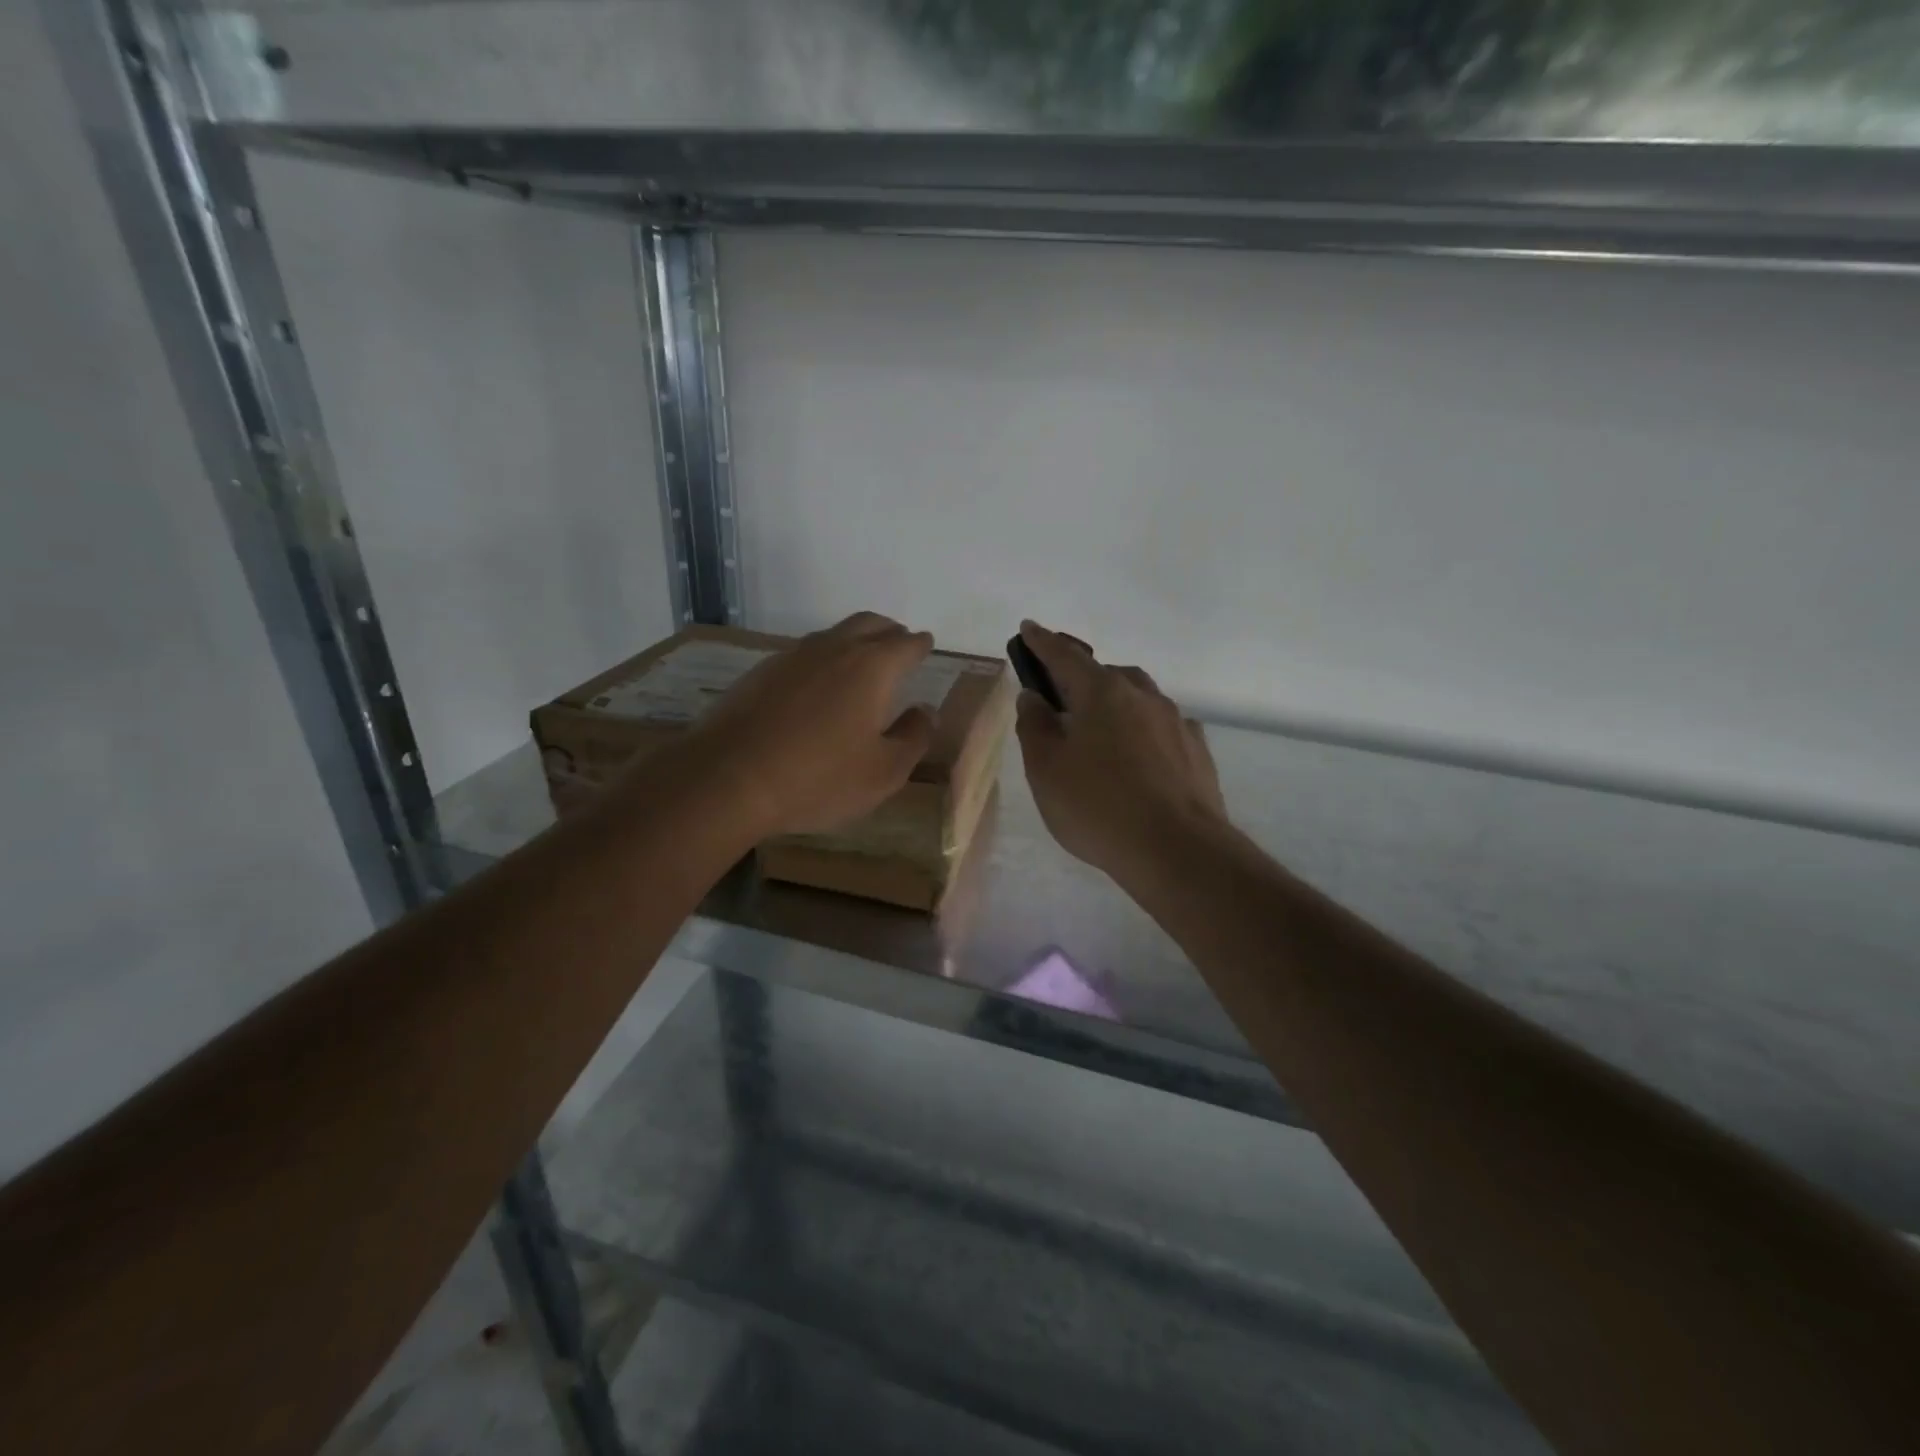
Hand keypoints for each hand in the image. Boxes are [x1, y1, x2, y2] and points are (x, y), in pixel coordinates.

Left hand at [676, 613, 938, 838]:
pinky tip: (818, 686)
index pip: (907, 644)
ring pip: (834, 634)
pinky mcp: (762, 671)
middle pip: (870, 624)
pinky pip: (805, 653)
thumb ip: (914, 737)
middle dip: (890, 632)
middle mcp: (834, 648)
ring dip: (855, 641)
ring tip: (861, 664)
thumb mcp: (883, 772)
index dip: (921, 645)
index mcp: (872, 667)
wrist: (728, 778)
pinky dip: (823, 659)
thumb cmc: (818, 778)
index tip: (926, 647)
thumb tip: (926, 711)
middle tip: (899, 646)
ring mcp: (793, 656)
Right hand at [1014, 621, 1227, 881]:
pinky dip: (1144, 731)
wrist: (1177, 850)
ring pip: (1139, 699)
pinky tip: (1139, 758)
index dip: (1042, 643)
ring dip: (1116, 704)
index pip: (1064, 657)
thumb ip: (1035, 727)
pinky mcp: (1197, 752)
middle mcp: (1142, 696)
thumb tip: (1035, 697)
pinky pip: (1162, 728)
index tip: (1029, 628)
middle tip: (1062, 697)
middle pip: (1106, 675)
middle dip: (1082, 677)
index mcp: (1102, 693)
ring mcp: (1175, 722)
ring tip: (1100, 732)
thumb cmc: (1097, 806)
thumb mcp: (1046, 769)